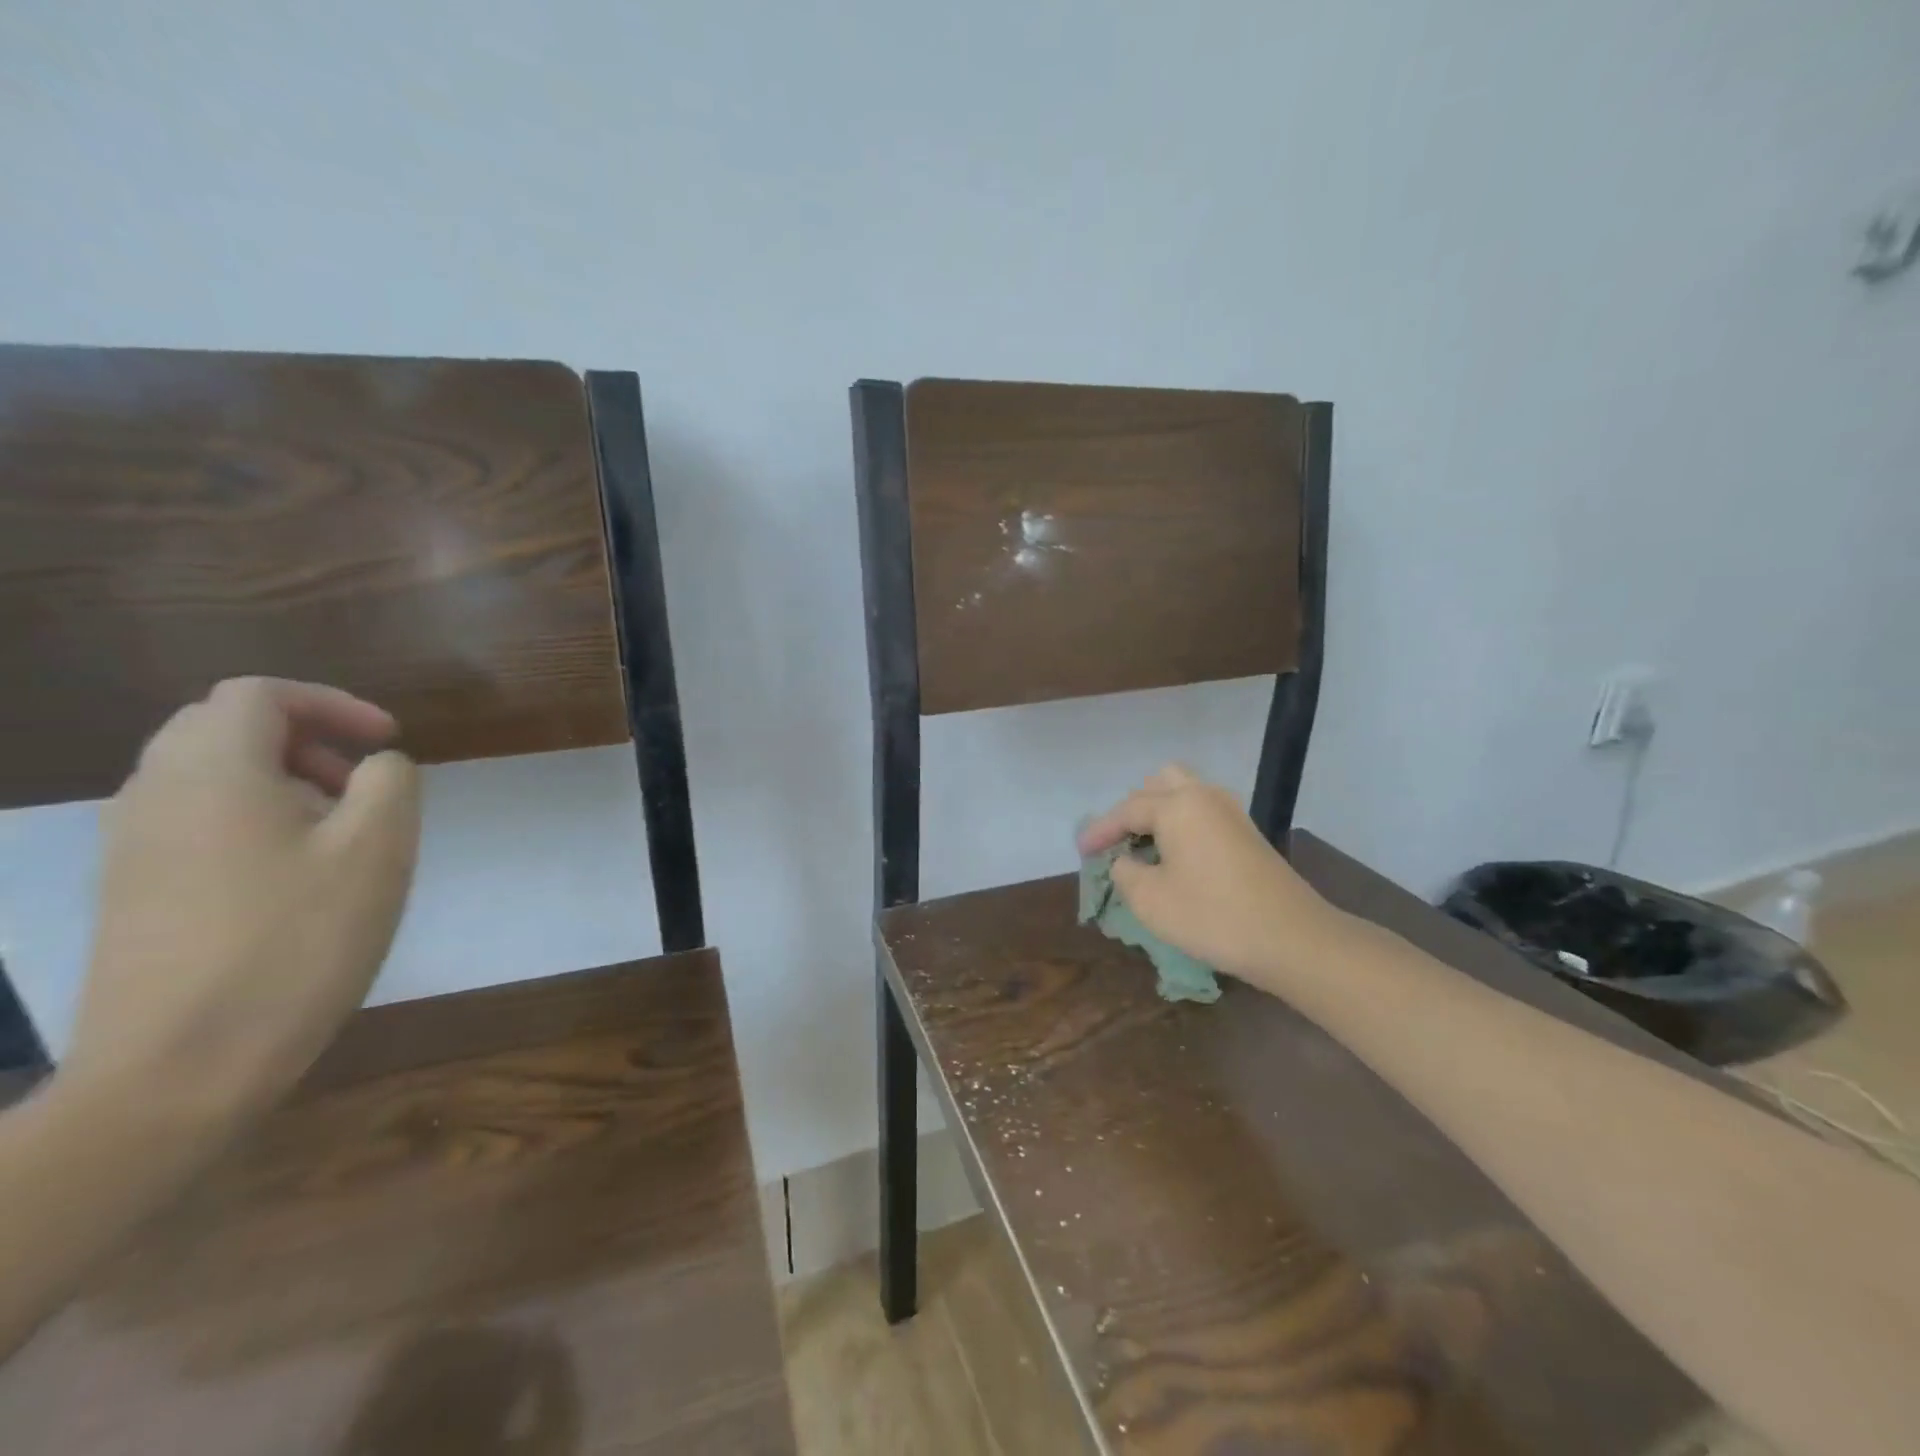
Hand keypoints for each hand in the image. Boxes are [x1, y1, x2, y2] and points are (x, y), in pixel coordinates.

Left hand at [63, 678, 421, 1149]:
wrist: (178, 1069)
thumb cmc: (295, 943)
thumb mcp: (376, 851)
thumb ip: (389, 784)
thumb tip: (377, 767)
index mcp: (211, 772)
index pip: (259, 695)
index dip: (333, 704)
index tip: (389, 741)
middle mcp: (154, 794)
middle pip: (222, 727)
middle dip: (303, 737)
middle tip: (361, 780)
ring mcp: (131, 847)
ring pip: (205, 775)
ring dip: (279, 779)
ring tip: (339, 830)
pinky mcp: (131, 892)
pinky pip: (192, 821)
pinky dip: (251, 818)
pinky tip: (295, 875)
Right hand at [1077, 765, 1336, 986]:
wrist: (1292, 939)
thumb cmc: (1212, 916)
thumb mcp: (1150, 900)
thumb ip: (1125, 872)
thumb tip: (1126, 861)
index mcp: (1177, 805)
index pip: (1126, 810)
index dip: (1099, 831)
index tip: (1080, 851)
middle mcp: (1204, 796)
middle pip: (1159, 782)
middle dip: (1133, 807)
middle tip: (1119, 840)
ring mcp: (1231, 812)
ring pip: (1185, 792)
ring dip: (1159, 810)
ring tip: (1144, 845)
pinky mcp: (1247, 833)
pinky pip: (1203, 811)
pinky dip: (1181, 822)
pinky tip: (1175, 854)